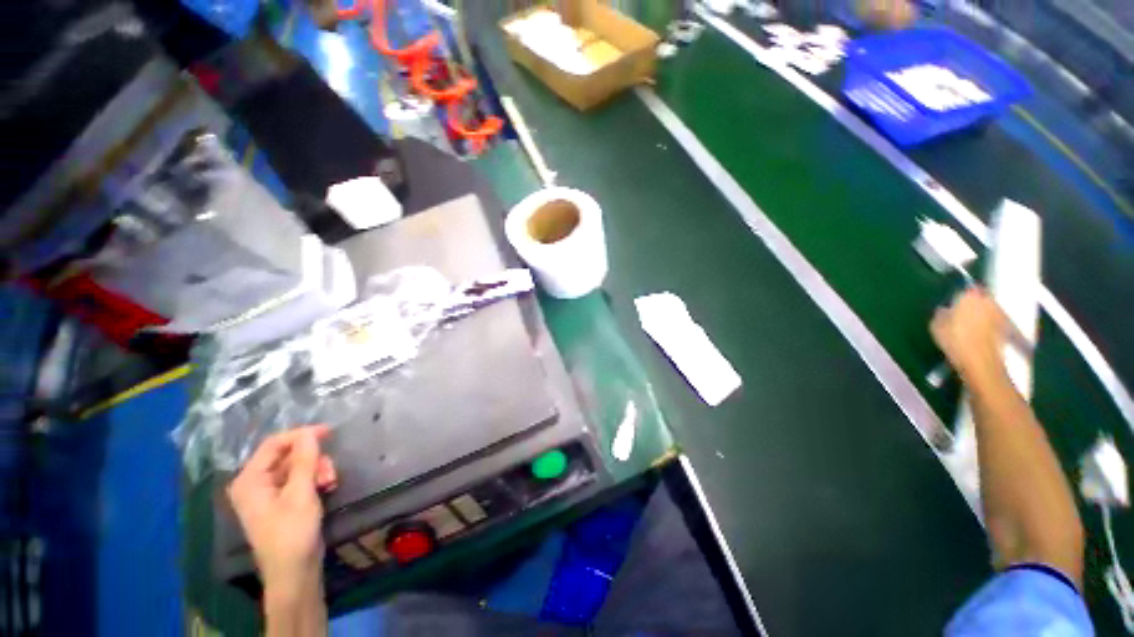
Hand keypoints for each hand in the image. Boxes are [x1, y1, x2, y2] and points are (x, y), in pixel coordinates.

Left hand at [227, 425, 336, 593]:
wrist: (294, 571)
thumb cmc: (292, 532)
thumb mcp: (300, 493)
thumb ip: (304, 460)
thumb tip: (310, 432)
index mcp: (250, 480)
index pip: (274, 444)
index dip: (301, 435)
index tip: (330, 432)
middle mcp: (256, 483)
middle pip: (288, 455)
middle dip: (313, 459)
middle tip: (330, 471)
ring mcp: (269, 494)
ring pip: (298, 466)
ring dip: (318, 470)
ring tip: (331, 482)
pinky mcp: (283, 502)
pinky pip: (300, 479)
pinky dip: (315, 479)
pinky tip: (327, 487)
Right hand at [930, 288, 1011, 387]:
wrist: (980, 361)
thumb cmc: (955, 339)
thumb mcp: (936, 324)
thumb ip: (941, 312)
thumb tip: (946, 309)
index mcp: (969, 295)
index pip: (965, 288)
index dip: (959, 295)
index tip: (952, 302)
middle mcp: (988, 300)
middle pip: (980, 297)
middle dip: (973, 303)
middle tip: (961, 313)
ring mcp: (1000, 313)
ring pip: (988, 309)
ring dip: (981, 314)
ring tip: (969, 326)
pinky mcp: (1006, 327)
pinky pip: (994, 322)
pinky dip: (988, 326)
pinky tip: (978, 335)